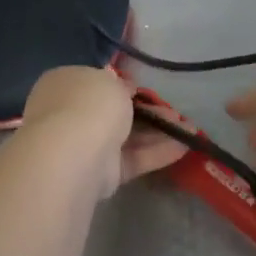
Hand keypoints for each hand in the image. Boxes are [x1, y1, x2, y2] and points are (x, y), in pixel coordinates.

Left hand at [20, 66, 185, 196]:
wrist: (73, 152)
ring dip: (158, 132)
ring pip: (127, 136)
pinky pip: (132, 158)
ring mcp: (85, 145)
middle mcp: (71, 114)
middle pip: (114, 112)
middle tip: (174, 112)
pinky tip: (185, 147)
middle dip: (147, 112)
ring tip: (189, 130)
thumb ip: (120, 85)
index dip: (121, 86)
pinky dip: (157, 153)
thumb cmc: (89, 104)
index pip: (95, 83)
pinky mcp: (101, 173)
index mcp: (65, 85)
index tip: (144, 89)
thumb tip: (123, 88)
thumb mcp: (110, 82)